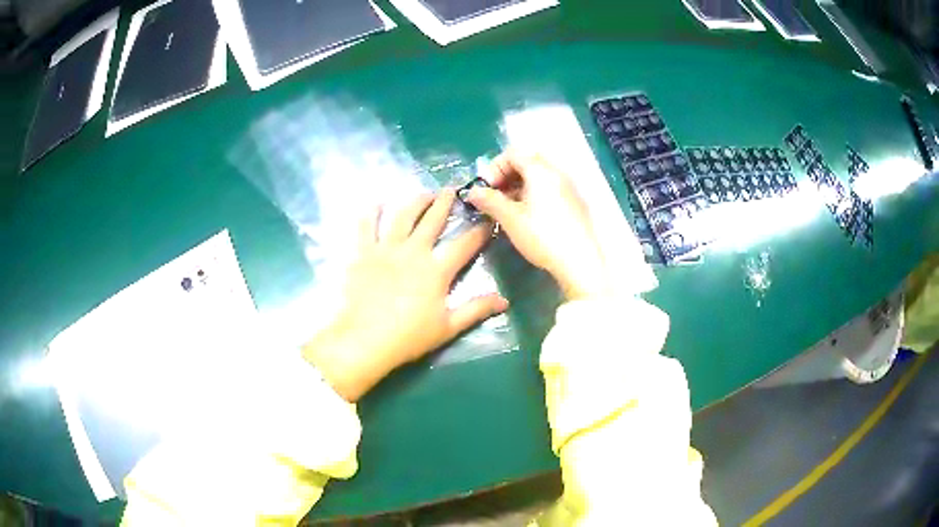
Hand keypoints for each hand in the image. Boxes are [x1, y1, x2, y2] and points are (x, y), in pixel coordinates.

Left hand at [302, 190, 508, 401]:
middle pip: (433, 220)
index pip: (464, 244)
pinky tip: (377, 202)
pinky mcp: (364, 253)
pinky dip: (372, 213)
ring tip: (424, 193)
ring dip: (416, 201)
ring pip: (404, 216)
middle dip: (445, 203)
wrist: (366, 340)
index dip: (479, 231)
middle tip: (452, 190)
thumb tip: (504, 300)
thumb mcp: (448, 327)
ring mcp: (387, 249)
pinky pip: (367, 227)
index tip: (488, 220)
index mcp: (437, 270)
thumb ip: (476, 310)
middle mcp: (414, 251)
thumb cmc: (409, 336)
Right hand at [466, 150, 608, 299]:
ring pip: (538, 177)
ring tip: (507, 209)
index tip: (485, 189)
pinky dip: (533, 195)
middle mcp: (556, 172)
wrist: (579, 262)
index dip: (494, 168)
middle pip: (526, 162)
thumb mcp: (510, 218)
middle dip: (506, 176)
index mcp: (540, 170)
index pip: (512, 153)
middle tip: (494, 197)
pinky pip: (549, 189)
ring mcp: (568, 187)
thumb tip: (472, 191)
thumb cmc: (542, 236)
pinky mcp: (575, 203)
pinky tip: (527, 217)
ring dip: (518, 186)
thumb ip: (489, 200)